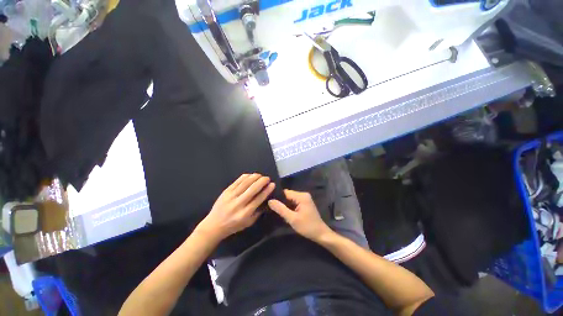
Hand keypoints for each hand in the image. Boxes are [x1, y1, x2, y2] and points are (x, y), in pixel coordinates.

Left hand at [196, 174, 274, 241]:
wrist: (214, 225)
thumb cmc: (233, 226)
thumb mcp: (248, 223)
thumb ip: (258, 212)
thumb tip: (266, 199)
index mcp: (245, 213)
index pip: (259, 199)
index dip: (267, 190)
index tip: (272, 184)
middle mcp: (238, 204)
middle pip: (253, 189)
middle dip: (262, 181)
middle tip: (267, 178)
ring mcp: (231, 196)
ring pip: (245, 183)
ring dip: (254, 177)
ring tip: (260, 175)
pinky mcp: (226, 191)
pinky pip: (237, 181)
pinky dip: (245, 176)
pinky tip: (250, 175)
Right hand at [268, 189, 332, 241]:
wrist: (321, 234)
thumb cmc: (307, 226)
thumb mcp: (292, 219)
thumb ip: (281, 209)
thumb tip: (270, 201)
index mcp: (301, 196)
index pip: (285, 193)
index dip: (277, 198)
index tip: (269, 203)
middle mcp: (303, 195)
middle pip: (288, 195)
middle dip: (281, 202)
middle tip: (273, 210)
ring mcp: (305, 199)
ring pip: (290, 199)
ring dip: (285, 206)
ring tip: (278, 212)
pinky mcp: (305, 203)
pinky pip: (294, 202)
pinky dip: (290, 207)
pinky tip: (286, 214)